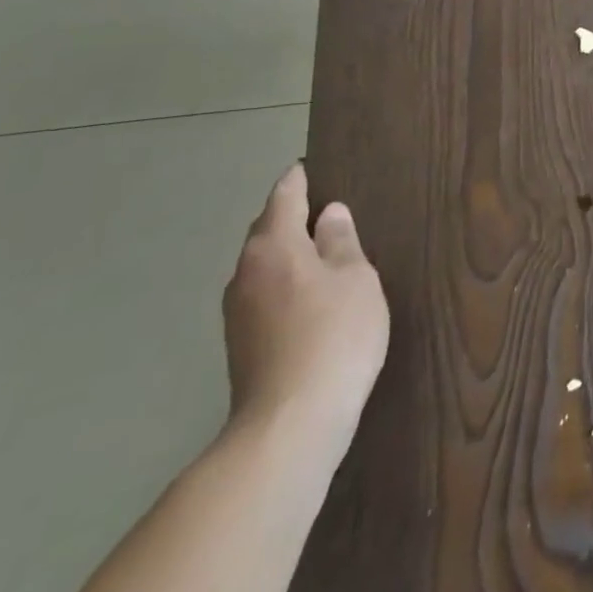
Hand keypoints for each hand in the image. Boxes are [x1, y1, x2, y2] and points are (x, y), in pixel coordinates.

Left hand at [222, 165, 388, 463]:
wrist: (290, 424)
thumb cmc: (334, 334)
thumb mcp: (355, 277)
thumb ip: (342, 241)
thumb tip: (330, 214)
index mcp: (273, 246)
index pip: (284, 197)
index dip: (299, 180)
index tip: (309, 167)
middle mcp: (245, 272)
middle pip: (267, 231)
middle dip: (290, 217)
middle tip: (324, 209)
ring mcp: (237, 312)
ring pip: (263, 266)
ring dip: (287, 254)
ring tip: (322, 252)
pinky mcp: (241, 345)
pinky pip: (264, 295)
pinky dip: (284, 283)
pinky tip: (310, 297)